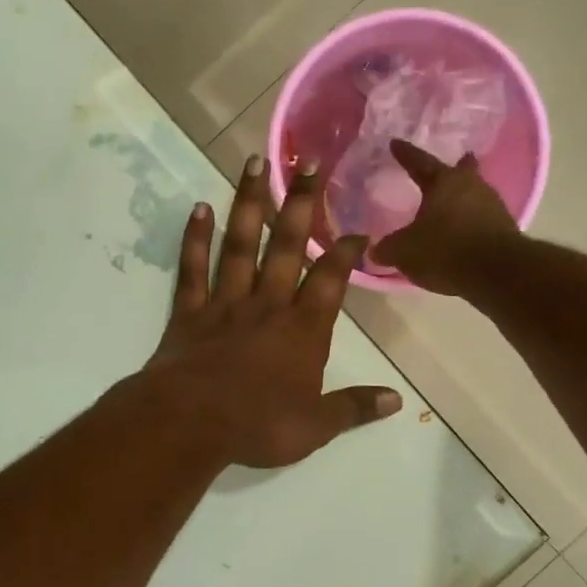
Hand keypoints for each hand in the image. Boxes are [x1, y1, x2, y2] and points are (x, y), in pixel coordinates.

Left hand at [140, 155, 401, 467]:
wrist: (189, 423)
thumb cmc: (258, 425)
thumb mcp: (316, 426)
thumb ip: (354, 408)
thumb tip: (396, 401)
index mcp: (303, 330)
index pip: (331, 281)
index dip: (346, 253)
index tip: (358, 230)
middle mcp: (268, 305)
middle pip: (288, 245)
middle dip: (302, 203)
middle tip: (310, 160)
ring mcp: (226, 303)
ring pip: (241, 244)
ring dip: (250, 203)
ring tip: (254, 162)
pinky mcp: (190, 312)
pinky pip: (193, 268)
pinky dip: (195, 238)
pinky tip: (199, 208)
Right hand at [367, 140, 520, 293]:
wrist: (496, 272)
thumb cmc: (444, 251)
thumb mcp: (405, 252)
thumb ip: (388, 248)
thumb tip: (374, 249)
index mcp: (443, 182)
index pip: (419, 162)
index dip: (405, 154)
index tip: (395, 143)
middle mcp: (471, 185)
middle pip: (462, 170)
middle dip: (456, 167)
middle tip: (452, 164)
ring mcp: (492, 204)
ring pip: (475, 192)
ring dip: (465, 196)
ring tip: (454, 203)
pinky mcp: (505, 227)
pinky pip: (484, 217)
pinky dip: (472, 220)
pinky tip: (465, 230)